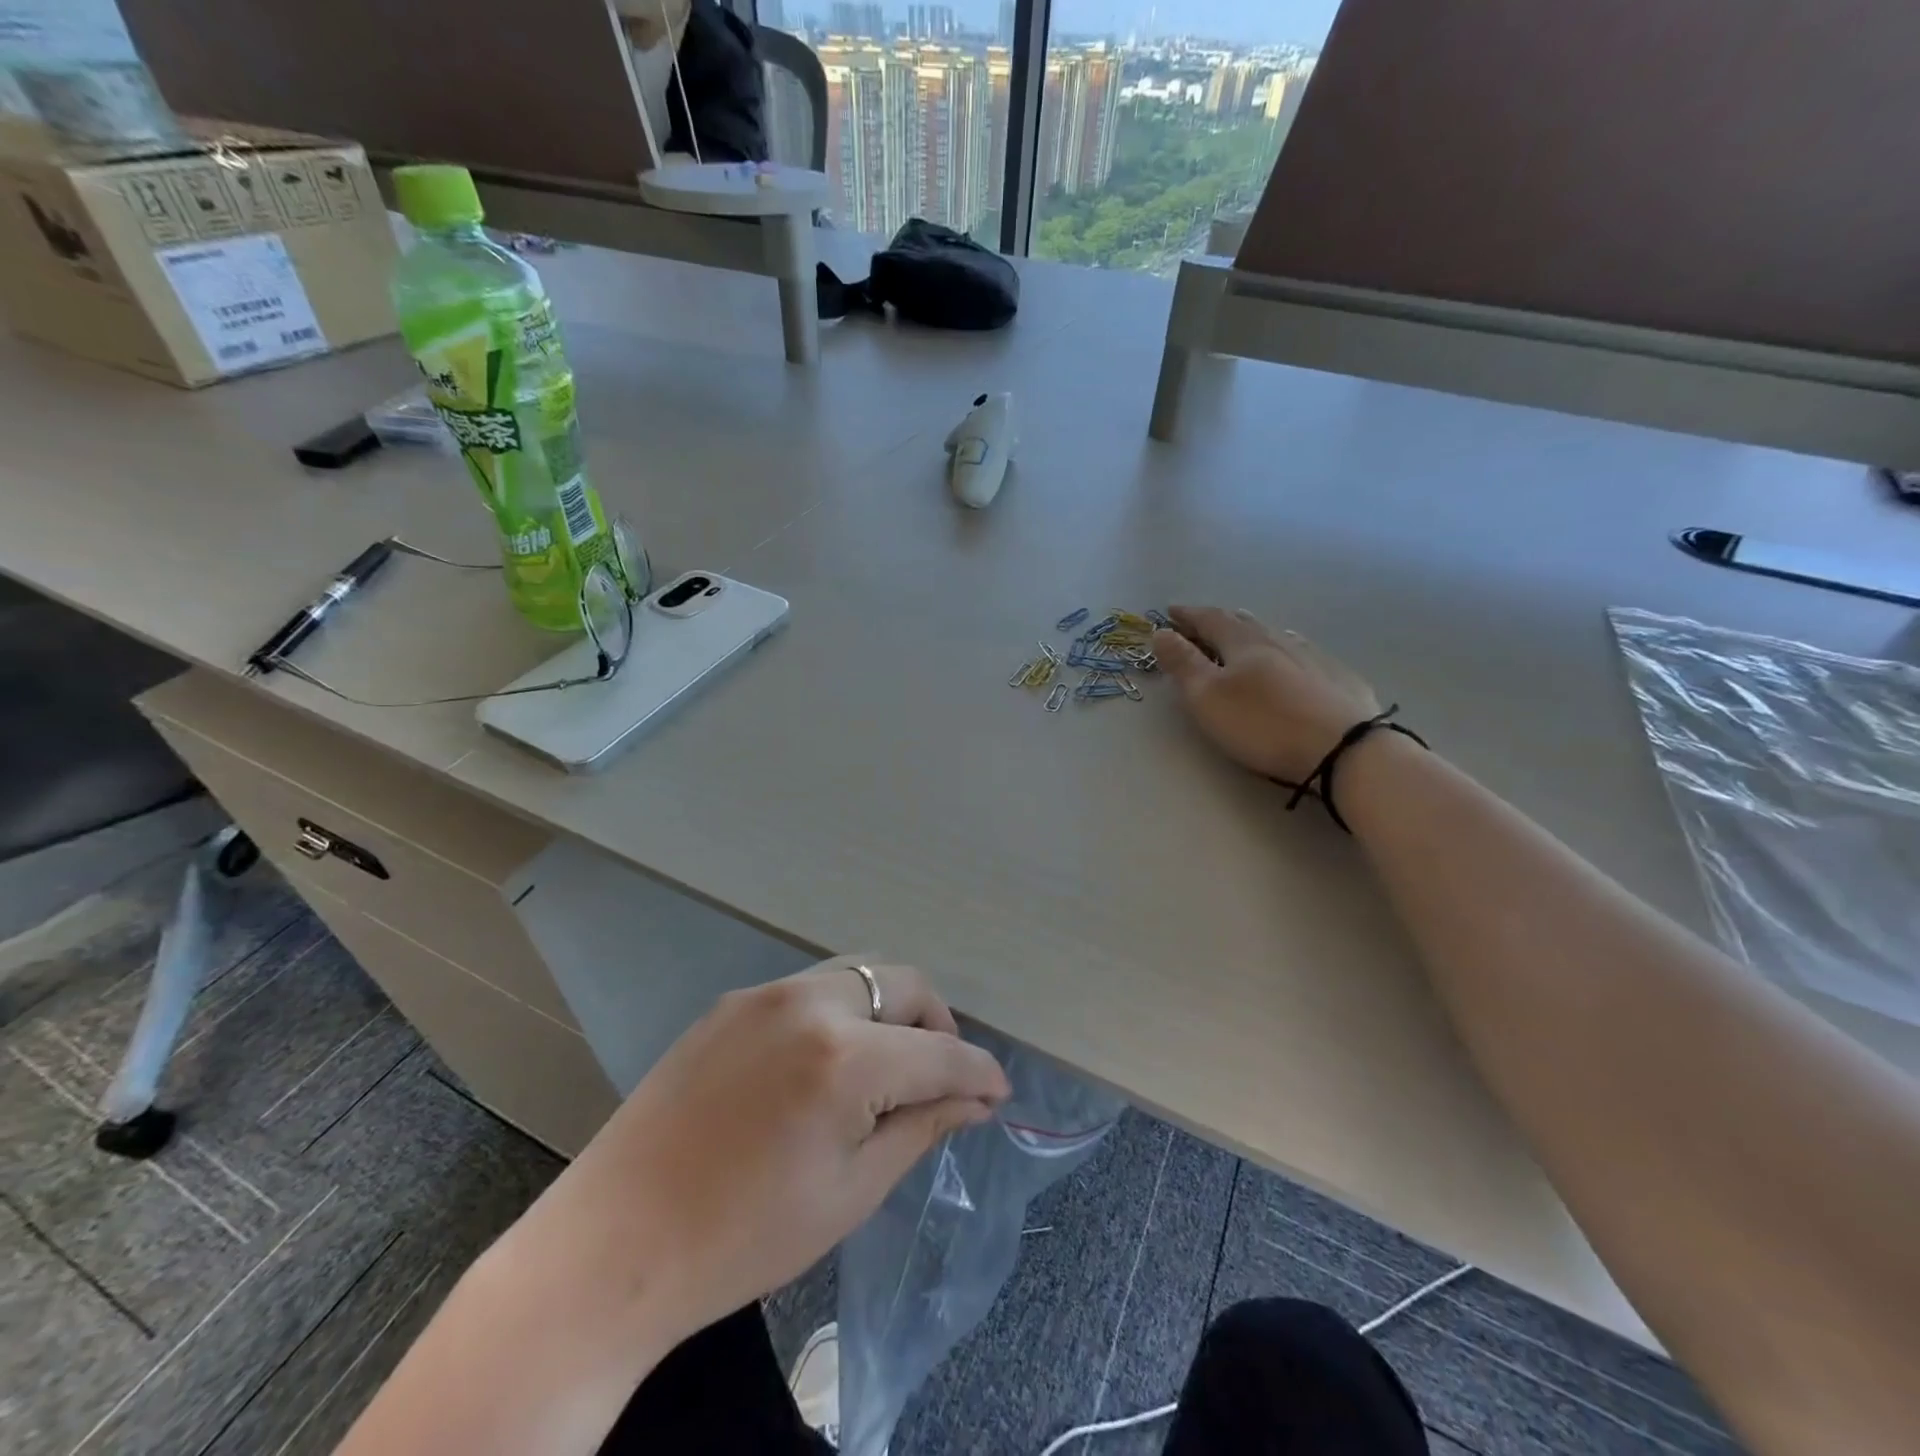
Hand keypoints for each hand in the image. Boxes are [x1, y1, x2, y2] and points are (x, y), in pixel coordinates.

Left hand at [529, 957, 1009, 1349]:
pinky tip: (826, 1062)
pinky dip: (842, 1012)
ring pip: (858, 974)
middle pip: (903, 982)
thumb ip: (921, 1127)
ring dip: (889, 1010)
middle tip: (939, 1078)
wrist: (614, 1244)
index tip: (997, 1092)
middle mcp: (809, 1002)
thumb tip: (976, 1099)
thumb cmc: (745, 1237)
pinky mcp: (731, 1002)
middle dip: (937, 1025)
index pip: (939, 1052)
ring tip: (885, 1066)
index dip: (978, 1072)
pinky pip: (810, 989)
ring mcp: (764, 993)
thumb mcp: (851, 1192)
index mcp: (843, 1058)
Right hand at [1152, 605, 1380, 783]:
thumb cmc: (1263, 724)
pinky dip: (1284, 651)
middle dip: (1218, 621)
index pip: (1209, 619)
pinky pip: (1302, 654)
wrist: (1344, 749)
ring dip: (1253, 633)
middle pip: (1243, 623)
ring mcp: (1313, 657)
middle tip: (1202, 624)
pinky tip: (1290, 660)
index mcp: (1243, 642)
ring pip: (1276, 635)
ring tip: (1242, 637)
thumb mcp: (1208, 697)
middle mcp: (1279, 640)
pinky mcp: (1339, 679)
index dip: (1187, 615)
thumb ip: (1183, 664)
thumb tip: (1161, 632)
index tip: (1169, 612)